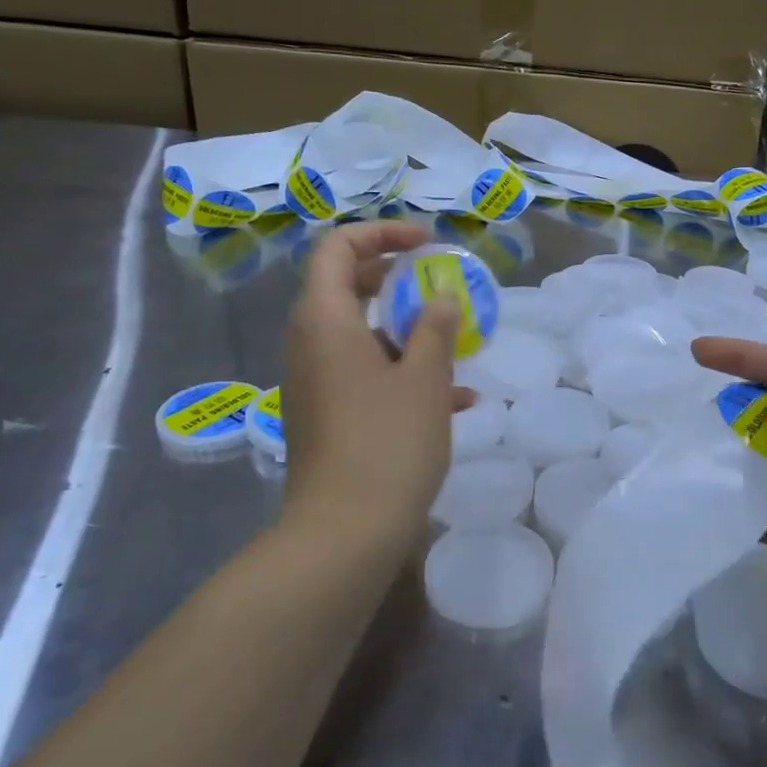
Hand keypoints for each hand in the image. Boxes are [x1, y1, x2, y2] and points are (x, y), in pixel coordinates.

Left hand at [279, 222, 466, 557]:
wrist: (345, 532)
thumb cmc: (388, 442)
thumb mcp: (425, 378)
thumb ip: (435, 327)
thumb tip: (440, 299)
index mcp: (325, 320)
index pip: (338, 248)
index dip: (382, 234)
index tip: (427, 245)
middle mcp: (309, 344)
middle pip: (345, 288)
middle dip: (396, 281)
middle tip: (437, 285)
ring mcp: (315, 382)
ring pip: (360, 335)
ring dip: (406, 332)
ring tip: (456, 346)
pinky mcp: (326, 415)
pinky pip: (363, 374)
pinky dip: (401, 373)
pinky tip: (455, 401)